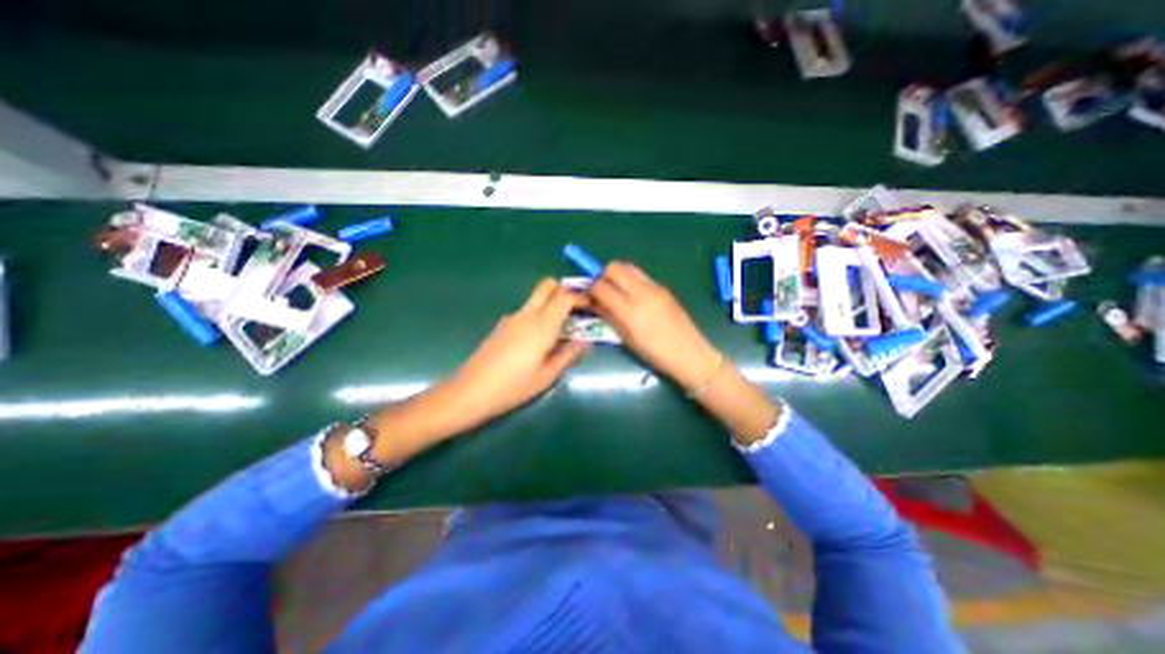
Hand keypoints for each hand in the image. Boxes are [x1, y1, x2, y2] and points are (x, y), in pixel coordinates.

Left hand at [446, 278, 591, 426]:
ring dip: (550, 304)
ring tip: (559, 330)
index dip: (580, 297)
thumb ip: (568, 355)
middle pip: (547, 285)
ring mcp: (512, 318)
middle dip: (564, 291)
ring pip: (535, 298)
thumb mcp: (547, 375)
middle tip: (574, 310)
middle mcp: (527, 314)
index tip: (590, 307)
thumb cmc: (514, 386)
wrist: (471, 391)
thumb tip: (583, 342)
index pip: (565, 296)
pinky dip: (537, 315)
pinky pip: (525, 311)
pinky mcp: (502, 325)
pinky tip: (536, 341)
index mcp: (542, 325)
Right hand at [593, 262, 718, 394]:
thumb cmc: (655, 354)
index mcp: (629, 311)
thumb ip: (609, 317)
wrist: (689, 353)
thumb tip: (594, 303)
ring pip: (628, 267)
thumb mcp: (626, 339)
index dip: (591, 289)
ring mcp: (654, 287)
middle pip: (614, 267)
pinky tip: (635, 297)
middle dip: (603, 276)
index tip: (589, 296)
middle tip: (603, 291)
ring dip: (618, 275)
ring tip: (618, 292)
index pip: (601, 287)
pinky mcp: (663, 287)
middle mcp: (641, 293)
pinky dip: (631, 280)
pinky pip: (641, 275)